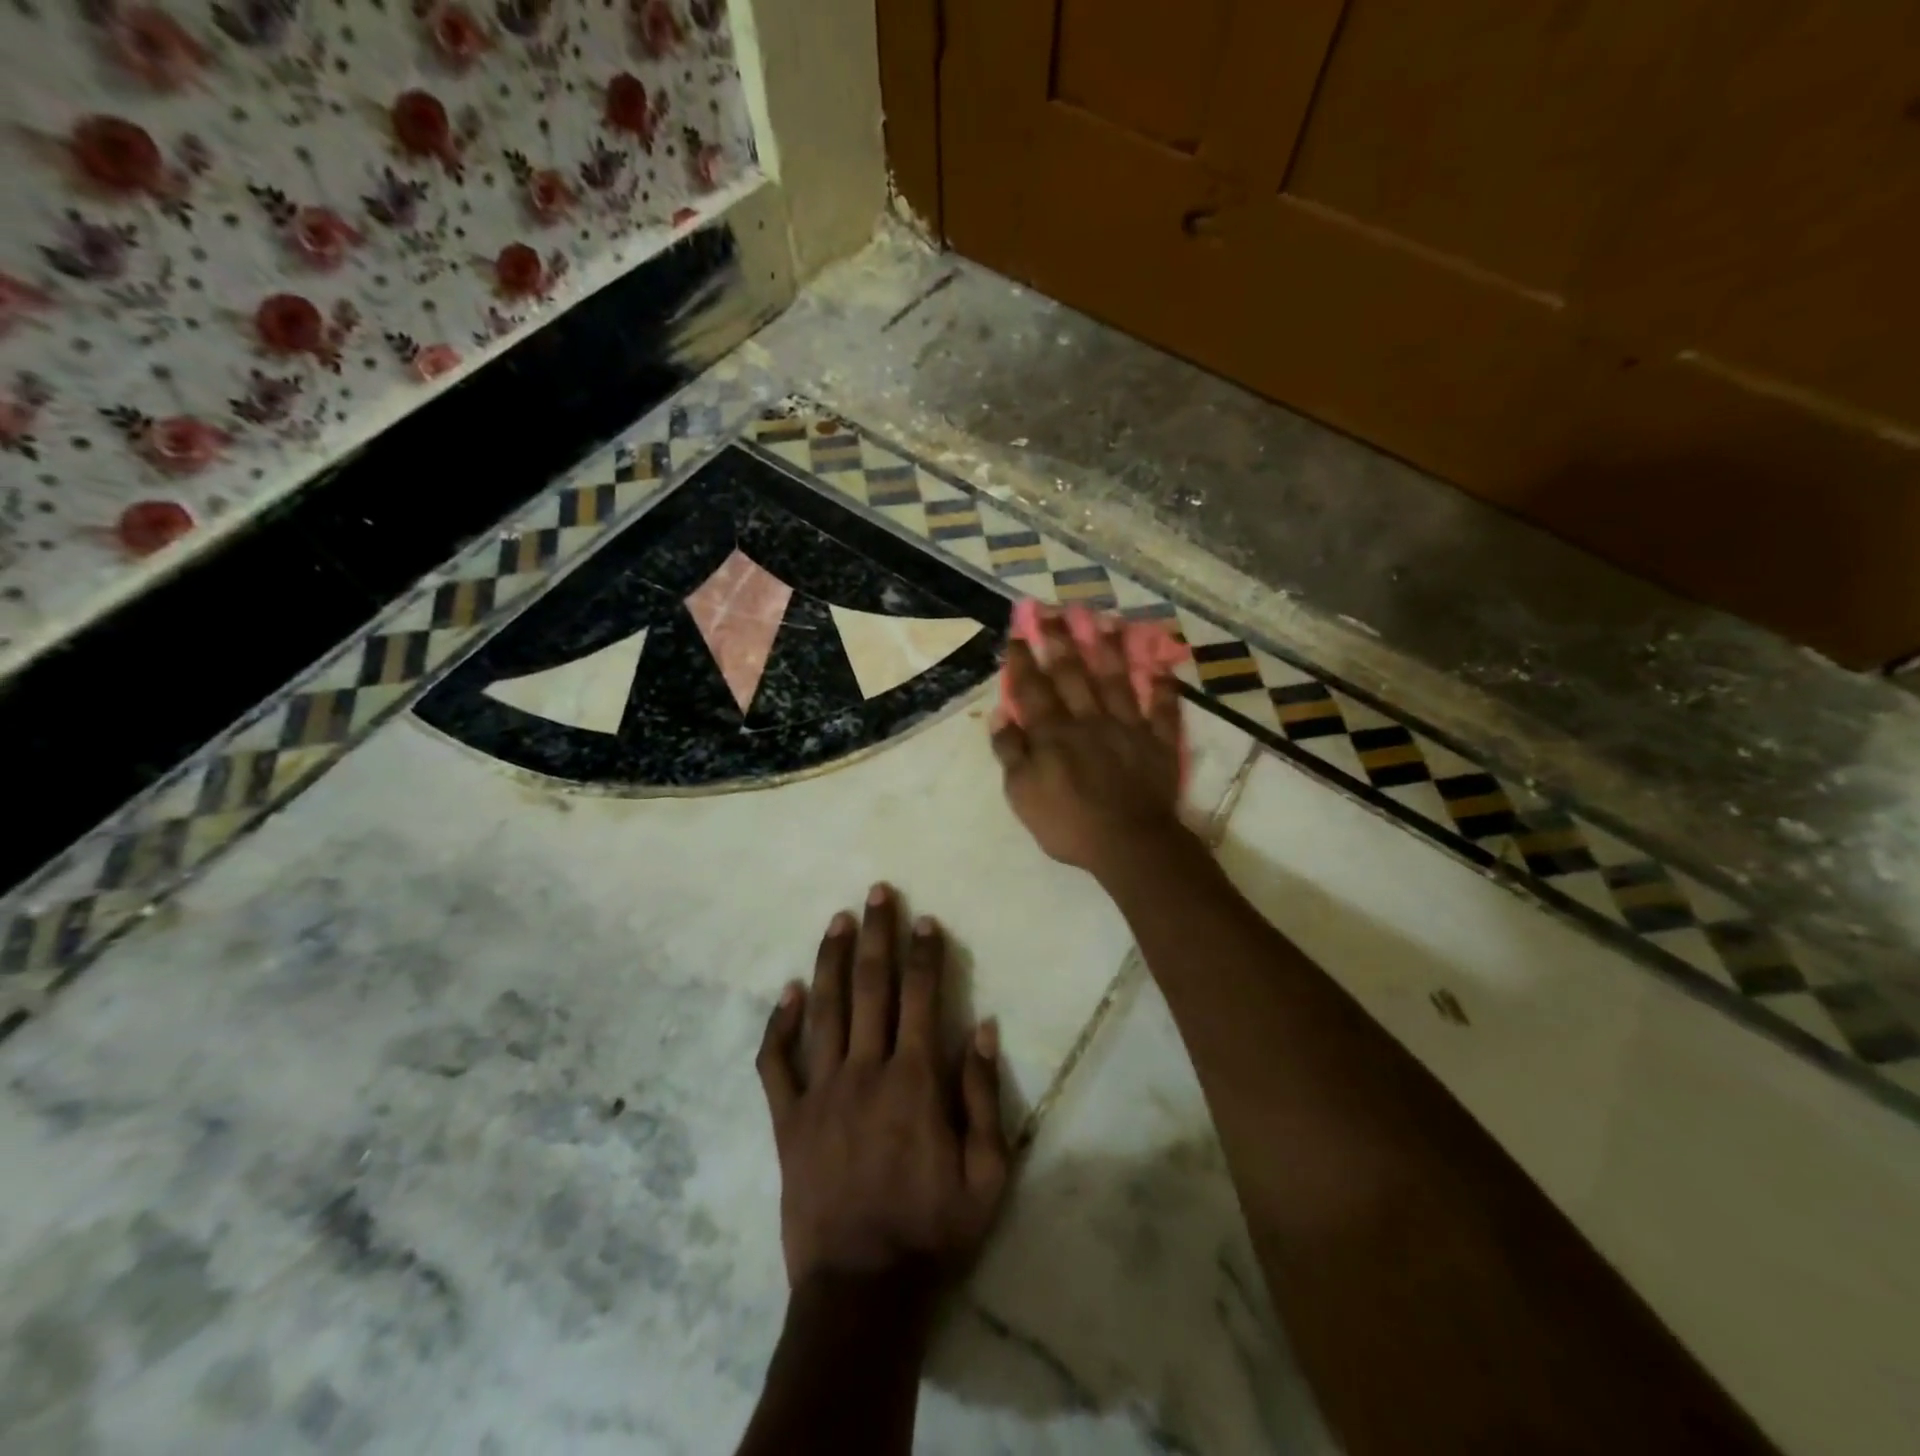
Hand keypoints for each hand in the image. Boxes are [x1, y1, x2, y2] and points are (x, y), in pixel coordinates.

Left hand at [756, 885, 1008, 1289]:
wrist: (861, 1292)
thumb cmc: (932, 1232)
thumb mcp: (988, 1174)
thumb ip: (983, 1096)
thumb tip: (982, 1027)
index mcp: (914, 1082)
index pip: (921, 998)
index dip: (925, 954)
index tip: (925, 919)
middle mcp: (866, 1072)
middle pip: (871, 987)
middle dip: (877, 935)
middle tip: (878, 892)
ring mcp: (820, 1093)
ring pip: (824, 1010)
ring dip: (831, 959)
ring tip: (838, 919)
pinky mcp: (788, 1121)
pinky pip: (777, 1063)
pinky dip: (780, 1025)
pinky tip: (788, 992)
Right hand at [991, 610, 1188, 878]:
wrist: (1129, 844)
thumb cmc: (1068, 823)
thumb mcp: (1022, 794)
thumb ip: (1011, 752)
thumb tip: (999, 715)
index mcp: (1054, 733)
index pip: (1034, 689)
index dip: (1025, 660)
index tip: (1018, 632)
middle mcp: (1089, 719)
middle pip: (1073, 673)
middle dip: (1061, 639)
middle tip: (1053, 609)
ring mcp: (1127, 727)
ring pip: (1117, 680)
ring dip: (1109, 648)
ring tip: (1103, 619)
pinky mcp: (1158, 742)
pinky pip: (1161, 709)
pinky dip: (1162, 688)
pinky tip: (1161, 667)